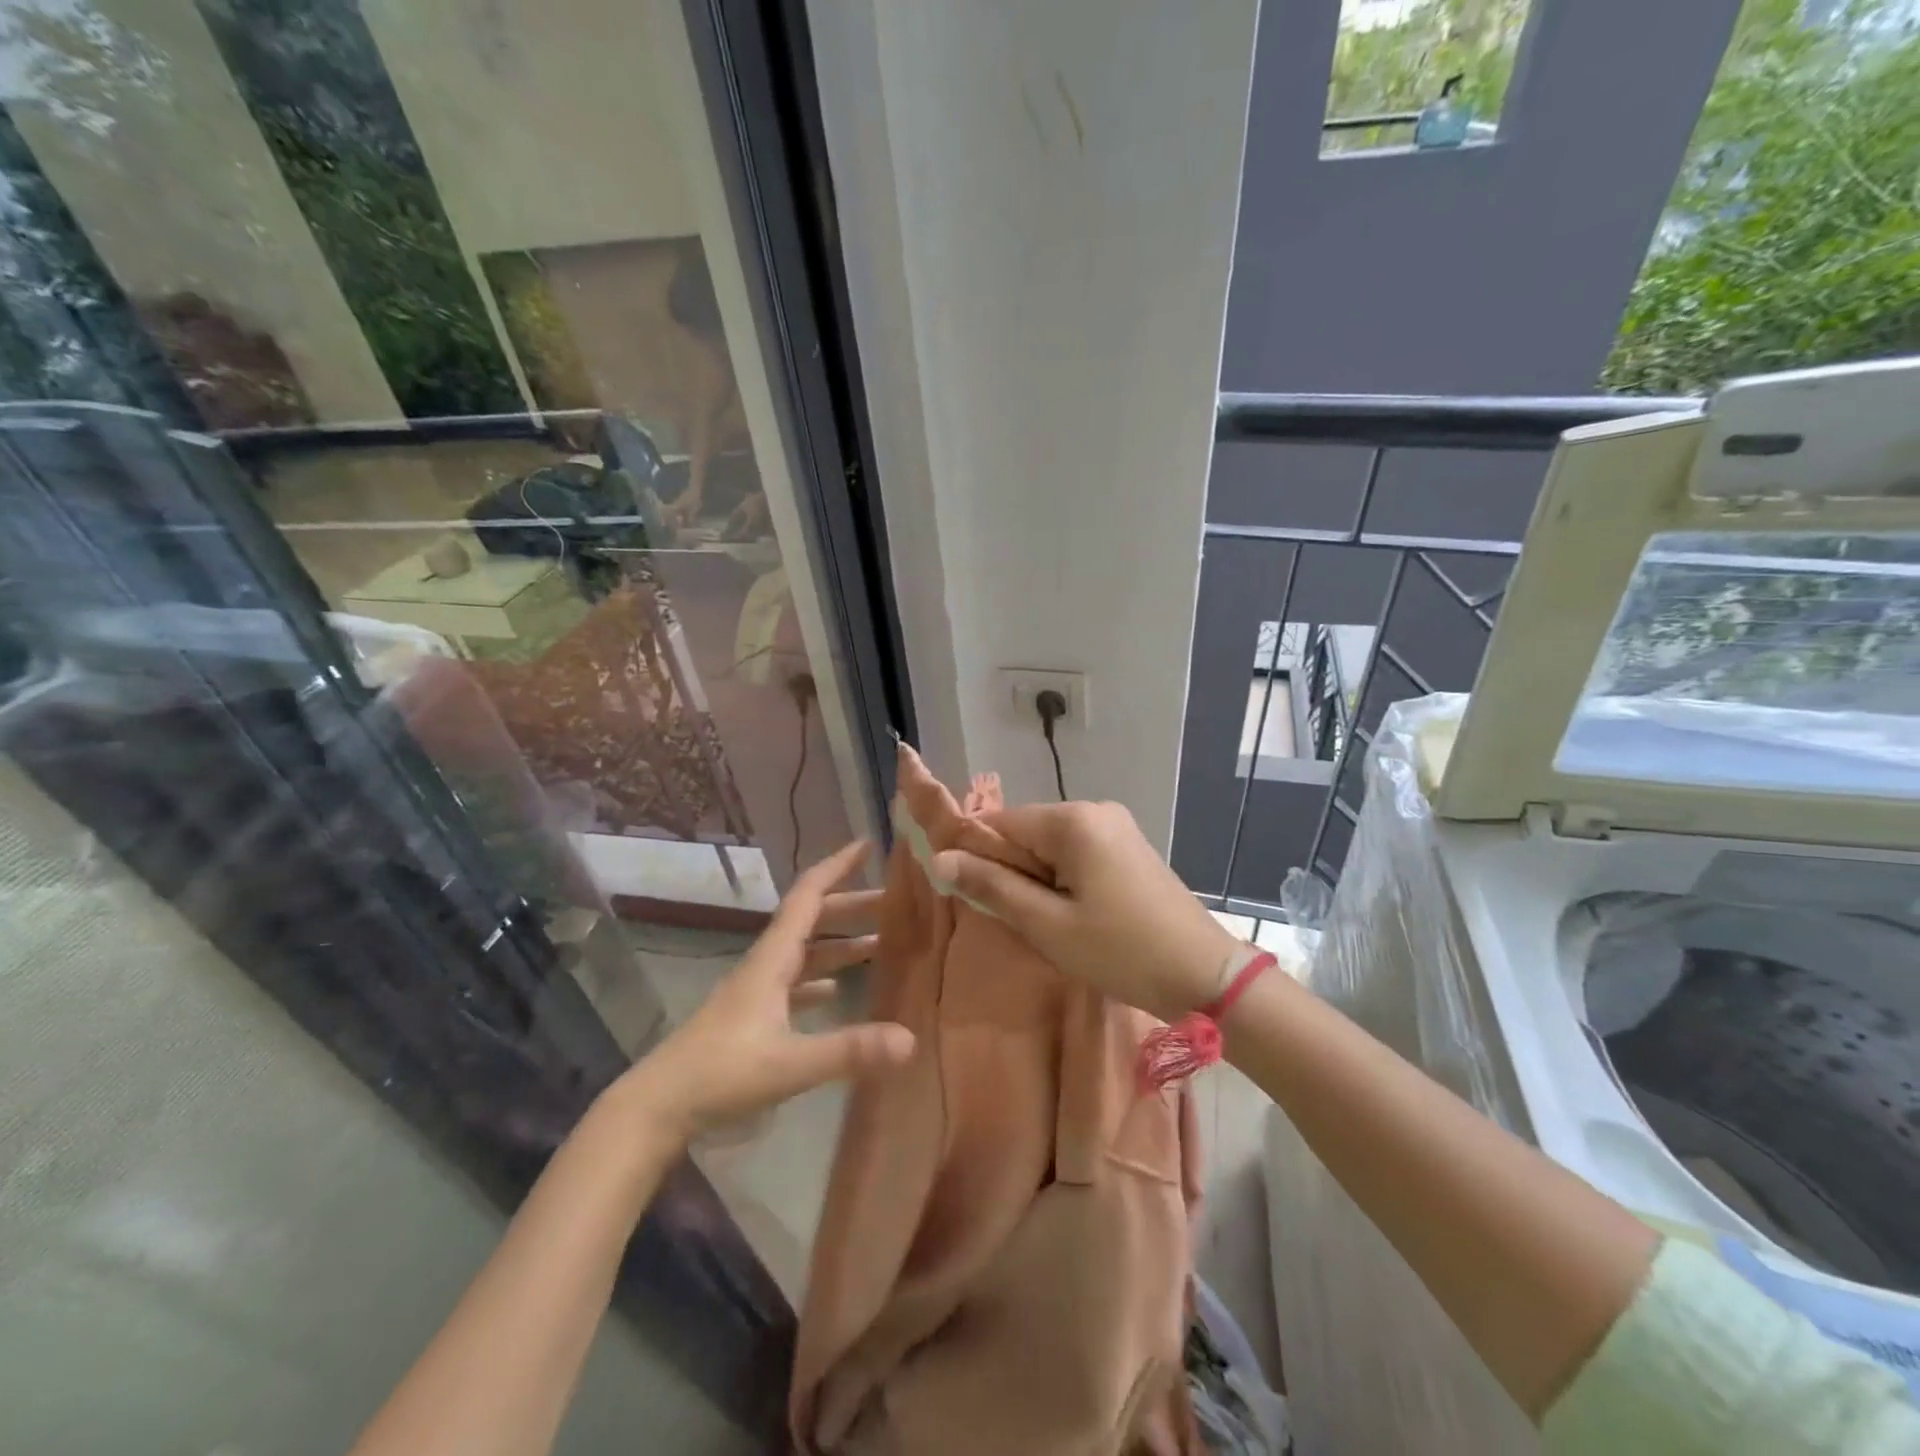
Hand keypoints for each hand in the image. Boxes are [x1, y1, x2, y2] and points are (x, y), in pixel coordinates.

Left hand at [616, 841, 914, 1138]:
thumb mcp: (790, 1064)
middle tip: (893, 902)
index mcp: (772, 959)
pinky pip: (794, 984)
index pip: (808, 896)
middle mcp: (765, 965)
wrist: (658, 1107)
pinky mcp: (751, 1017)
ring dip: (840, 942)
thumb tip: (911, 1039)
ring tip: (881, 942)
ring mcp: (756, 991)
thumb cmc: (721, 1073)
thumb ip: (849, 1051)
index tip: (867, 845)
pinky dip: (820, 978)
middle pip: (811, 920)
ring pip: (805, 952)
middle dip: (851, 906)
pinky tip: (836, 991)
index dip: (837, 867)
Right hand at [932, 802, 1240, 1022]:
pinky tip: (1074, 916)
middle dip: (1012, 871)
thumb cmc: (1121, 951)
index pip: (1000, 822)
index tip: (970, 895)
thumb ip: (992, 886)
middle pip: (1028, 832)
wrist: (1206, 976)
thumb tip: (940, 859)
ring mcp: (1118, 827)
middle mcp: (1096, 810)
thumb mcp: (1047, 925)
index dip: (977, 855)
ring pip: (1052, 846)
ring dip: (1038, 880)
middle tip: (1019, 920)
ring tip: (1048, 924)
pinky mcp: (1130, 849)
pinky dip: (1063, 881)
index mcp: (1074, 820)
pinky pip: (1078, 854)